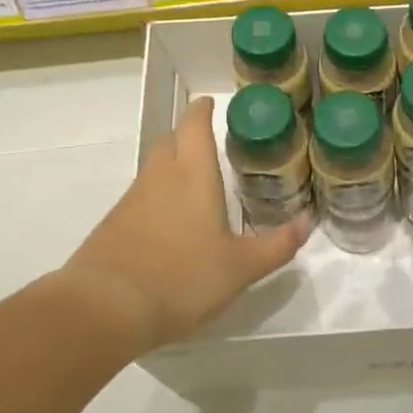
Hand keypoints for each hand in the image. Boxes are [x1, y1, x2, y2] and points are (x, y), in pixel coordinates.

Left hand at [66, 95, 308, 351]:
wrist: (104, 309)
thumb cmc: (181, 278)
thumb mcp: (240, 268)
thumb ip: (276, 245)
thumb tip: (308, 222)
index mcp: (192, 175)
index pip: (194, 126)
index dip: (202, 111)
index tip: (210, 103)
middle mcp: (159, 178)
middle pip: (169, 142)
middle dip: (186, 137)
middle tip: (208, 146)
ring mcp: (131, 202)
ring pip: (153, 171)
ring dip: (171, 169)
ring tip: (195, 189)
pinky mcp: (113, 227)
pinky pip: (140, 200)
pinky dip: (156, 201)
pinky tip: (169, 228)